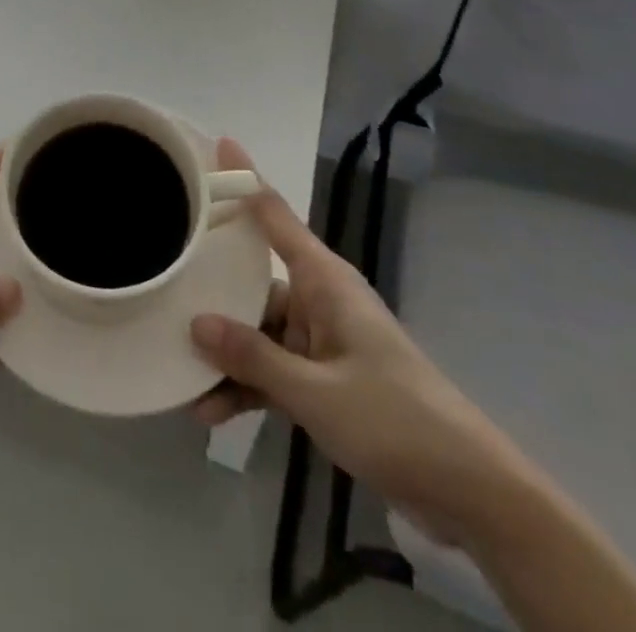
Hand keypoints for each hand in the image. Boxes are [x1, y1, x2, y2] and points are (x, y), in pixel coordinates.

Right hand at [190, 140, 528, 542]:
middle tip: (163, 281)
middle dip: (212, 289)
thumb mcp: (316, 392)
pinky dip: (247, 386)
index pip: (275, 214)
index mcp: (324, 280)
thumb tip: (196, 323)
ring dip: (226, 356)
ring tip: (181, 374)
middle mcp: (319, 299)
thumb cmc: (395, 420)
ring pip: (258, 331)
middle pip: (252, 278)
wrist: (472, 493)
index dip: (245, 177)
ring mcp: (322, 340)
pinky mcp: (324, 379)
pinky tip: (211, 410)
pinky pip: (273, 370)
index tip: (218, 142)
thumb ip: (253, 357)